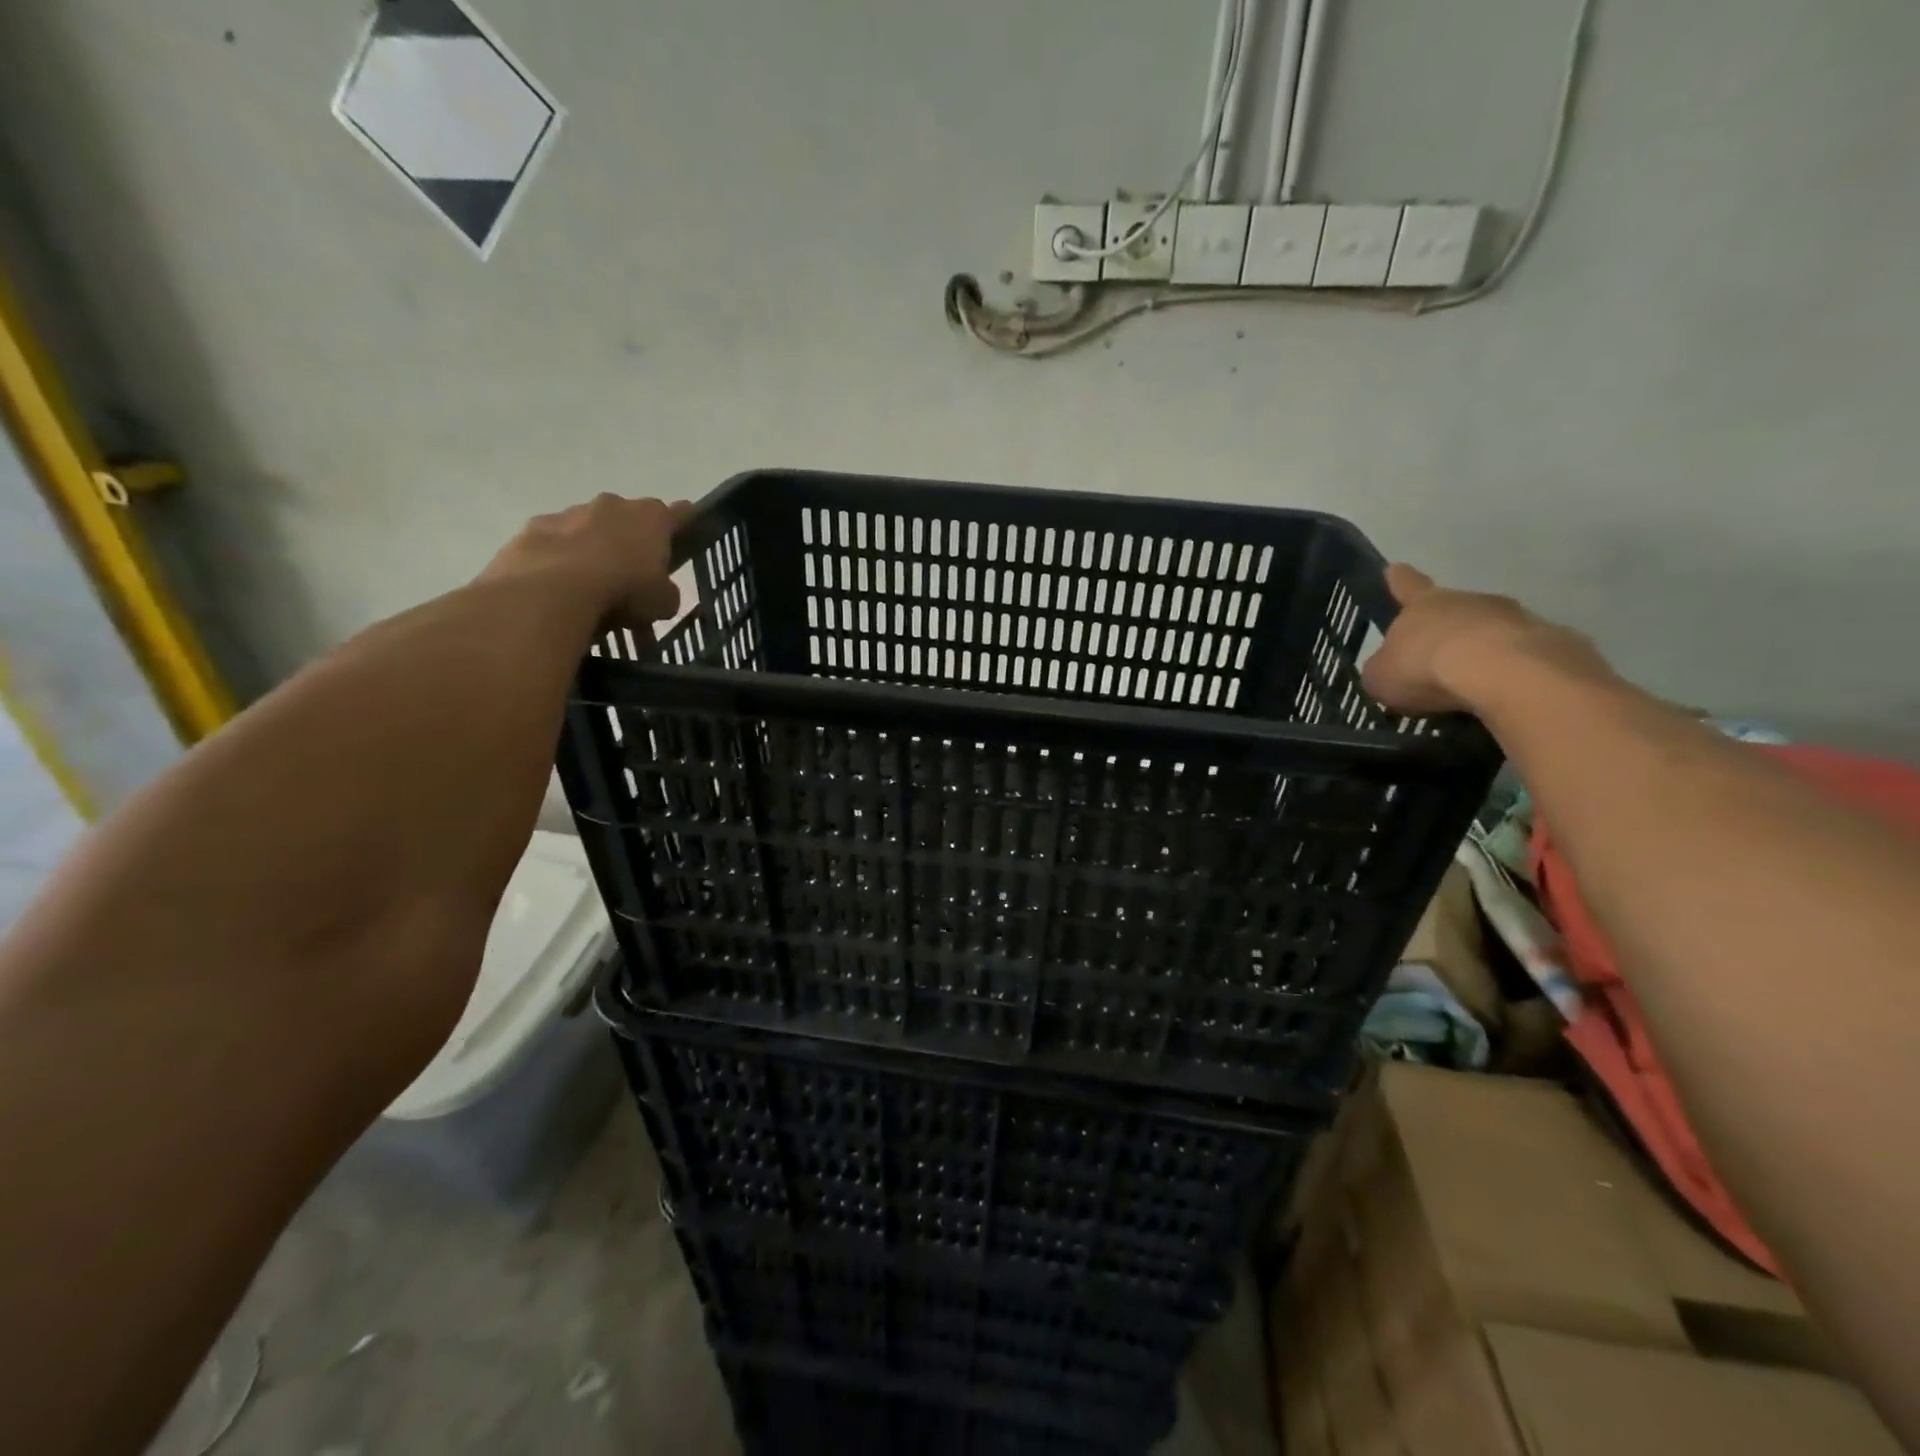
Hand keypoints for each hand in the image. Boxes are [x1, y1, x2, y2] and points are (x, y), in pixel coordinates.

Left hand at [480, 494, 691, 624]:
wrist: (553, 589)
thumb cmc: (623, 589)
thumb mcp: (662, 602)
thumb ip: (666, 593)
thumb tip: (661, 593)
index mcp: (651, 517)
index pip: (679, 514)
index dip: (685, 525)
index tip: (687, 537)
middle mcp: (613, 504)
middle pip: (628, 518)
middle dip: (630, 540)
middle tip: (631, 573)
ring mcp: (570, 512)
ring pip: (587, 527)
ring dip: (591, 548)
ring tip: (590, 584)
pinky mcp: (534, 527)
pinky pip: (554, 542)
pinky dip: (558, 559)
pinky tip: (558, 585)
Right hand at [1361, 564, 1605, 714]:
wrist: (1506, 674)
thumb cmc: (1428, 668)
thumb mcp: (1382, 677)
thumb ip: (1383, 670)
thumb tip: (1389, 670)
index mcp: (1425, 605)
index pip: (1407, 586)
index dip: (1399, 580)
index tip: (1395, 569)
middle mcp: (1471, 602)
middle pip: (1456, 610)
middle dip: (1448, 629)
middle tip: (1438, 659)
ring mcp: (1517, 618)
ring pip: (1494, 632)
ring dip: (1484, 651)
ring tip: (1473, 686)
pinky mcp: (1554, 643)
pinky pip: (1526, 657)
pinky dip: (1516, 673)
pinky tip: (1508, 695)